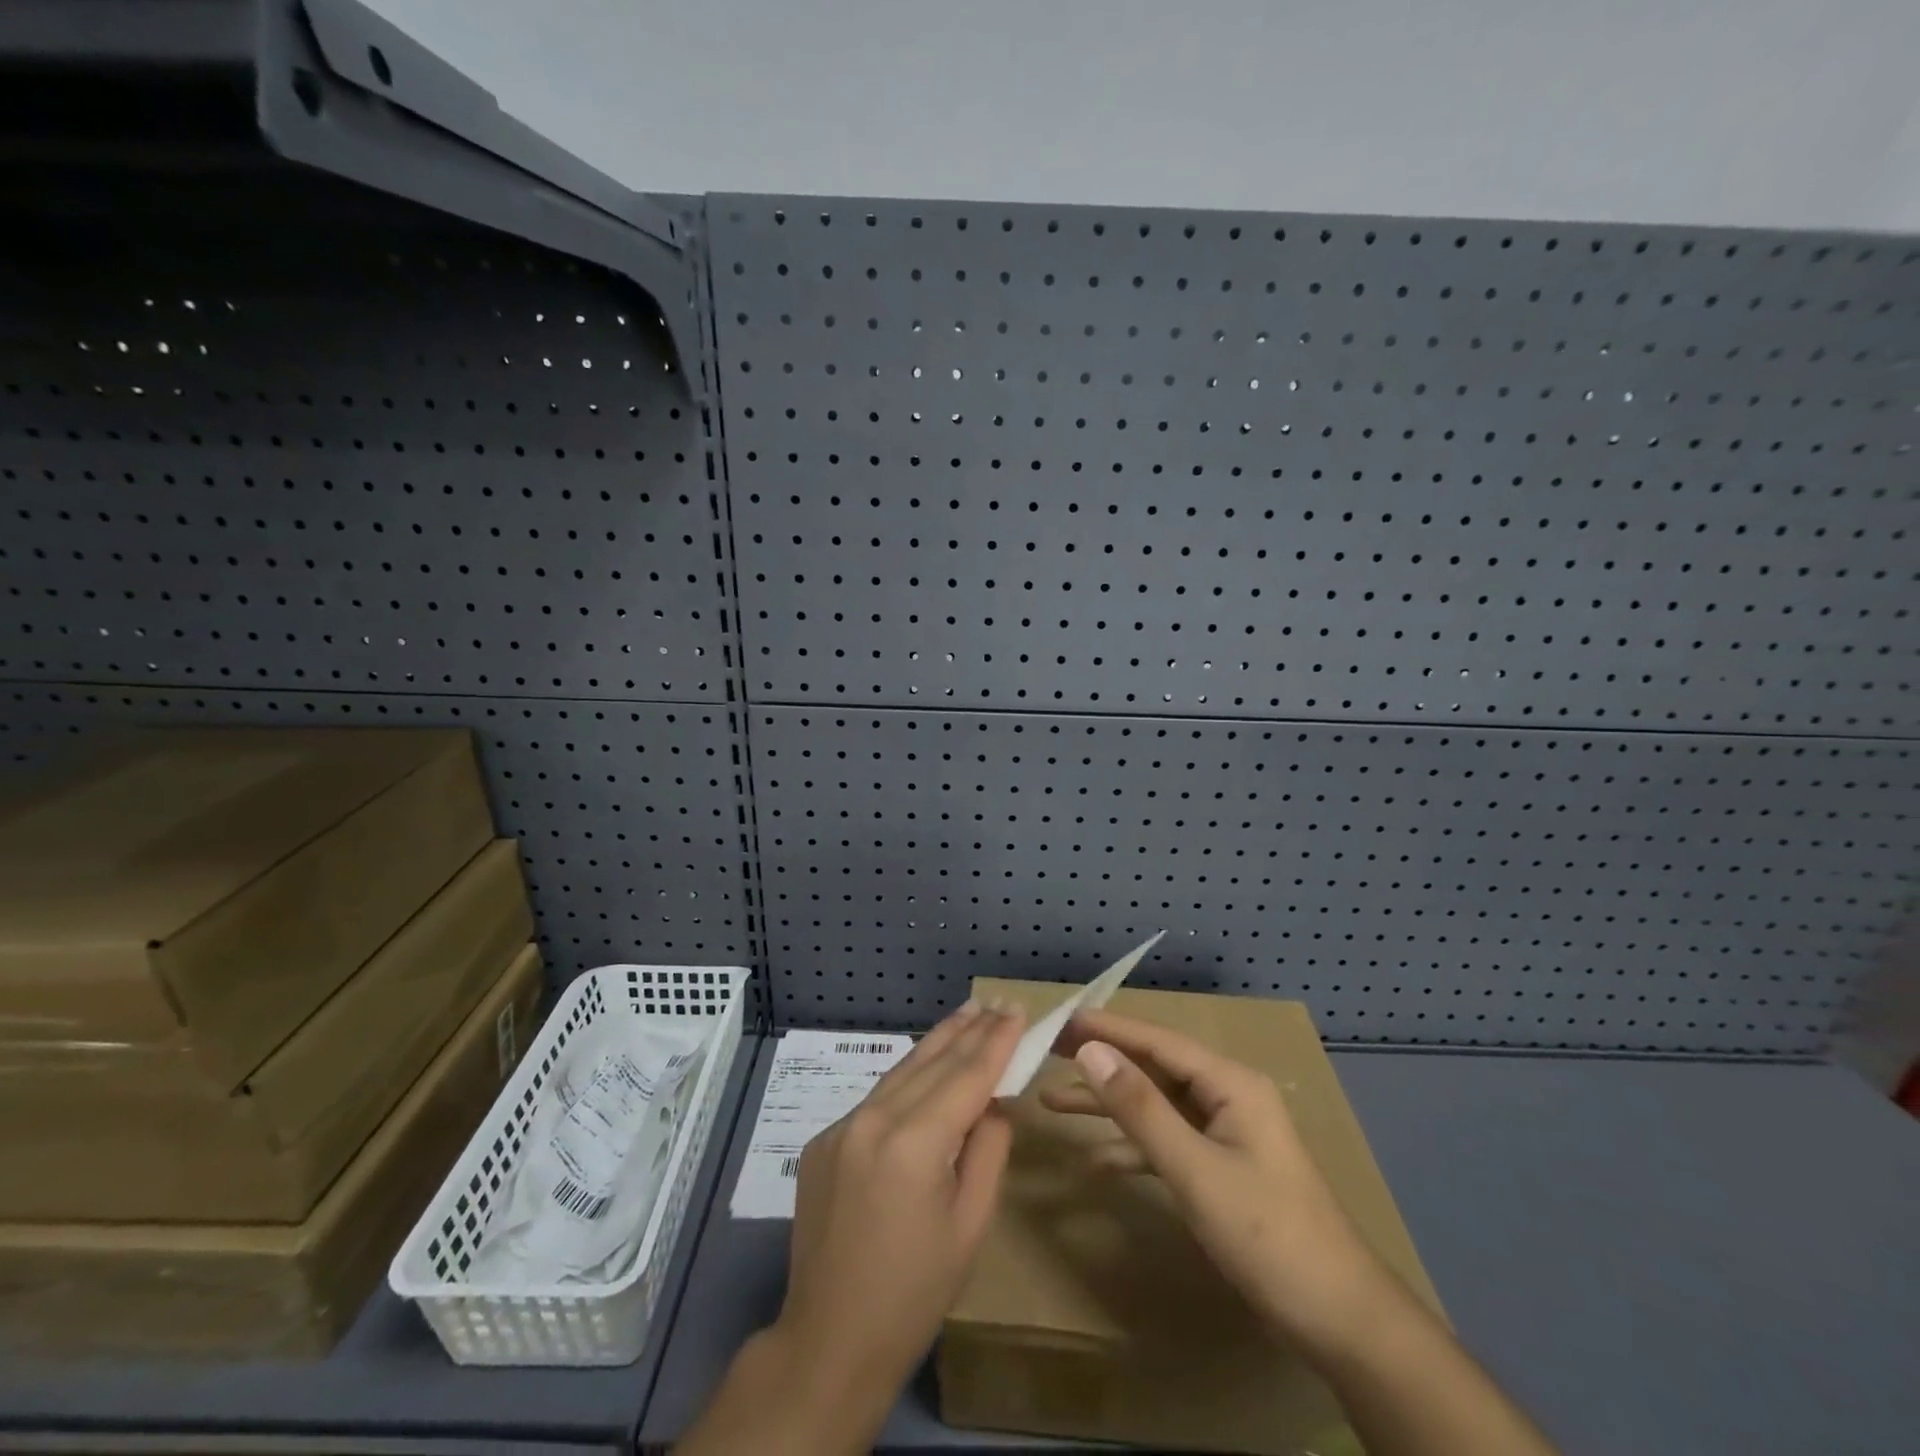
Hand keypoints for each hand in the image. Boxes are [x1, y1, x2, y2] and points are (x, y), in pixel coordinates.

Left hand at [781, 999, 1025, 1390]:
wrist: (828, 1342)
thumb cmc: (914, 1294)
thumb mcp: (970, 1225)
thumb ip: (988, 1150)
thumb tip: (992, 1102)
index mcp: (914, 1143)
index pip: (967, 1076)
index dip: (996, 1042)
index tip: (1017, 1010)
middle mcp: (873, 1120)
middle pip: (932, 1062)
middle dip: (969, 1030)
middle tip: (996, 1002)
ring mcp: (841, 1127)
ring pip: (901, 1071)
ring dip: (938, 1043)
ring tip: (967, 1015)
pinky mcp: (824, 1140)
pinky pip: (877, 1098)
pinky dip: (908, 1078)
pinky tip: (926, 1068)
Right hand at [1044, 1008, 1393, 1356]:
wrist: (1342, 1321)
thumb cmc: (1268, 1234)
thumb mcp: (1195, 1169)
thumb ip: (1140, 1108)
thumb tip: (1090, 1050)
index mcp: (1230, 1083)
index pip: (1156, 1040)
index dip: (1106, 1028)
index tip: (1059, 1020)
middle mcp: (1227, 1097)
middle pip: (1153, 1068)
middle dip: (1102, 1061)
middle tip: (1048, 1052)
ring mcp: (1226, 1134)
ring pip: (1156, 1106)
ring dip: (1108, 1106)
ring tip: (1052, 1101)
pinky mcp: (1222, 1169)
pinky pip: (1168, 1143)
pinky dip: (1132, 1148)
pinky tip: (1095, 1162)